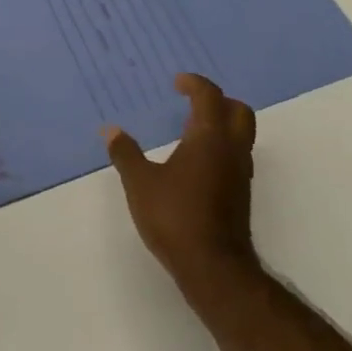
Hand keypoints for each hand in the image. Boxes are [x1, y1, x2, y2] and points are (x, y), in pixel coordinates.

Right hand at [103, 74, 258, 297]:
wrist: (214, 268)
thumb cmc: (176, 216)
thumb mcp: (140, 183)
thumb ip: (125, 154)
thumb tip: (110, 130)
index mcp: (209, 138)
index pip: (210, 96)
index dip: (194, 84)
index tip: (177, 82)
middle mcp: (231, 150)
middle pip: (238, 111)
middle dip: (218, 101)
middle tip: (192, 102)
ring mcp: (240, 174)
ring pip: (241, 136)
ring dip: (221, 125)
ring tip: (191, 131)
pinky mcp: (241, 195)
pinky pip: (236, 157)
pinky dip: (221, 148)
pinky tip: (197, 163)